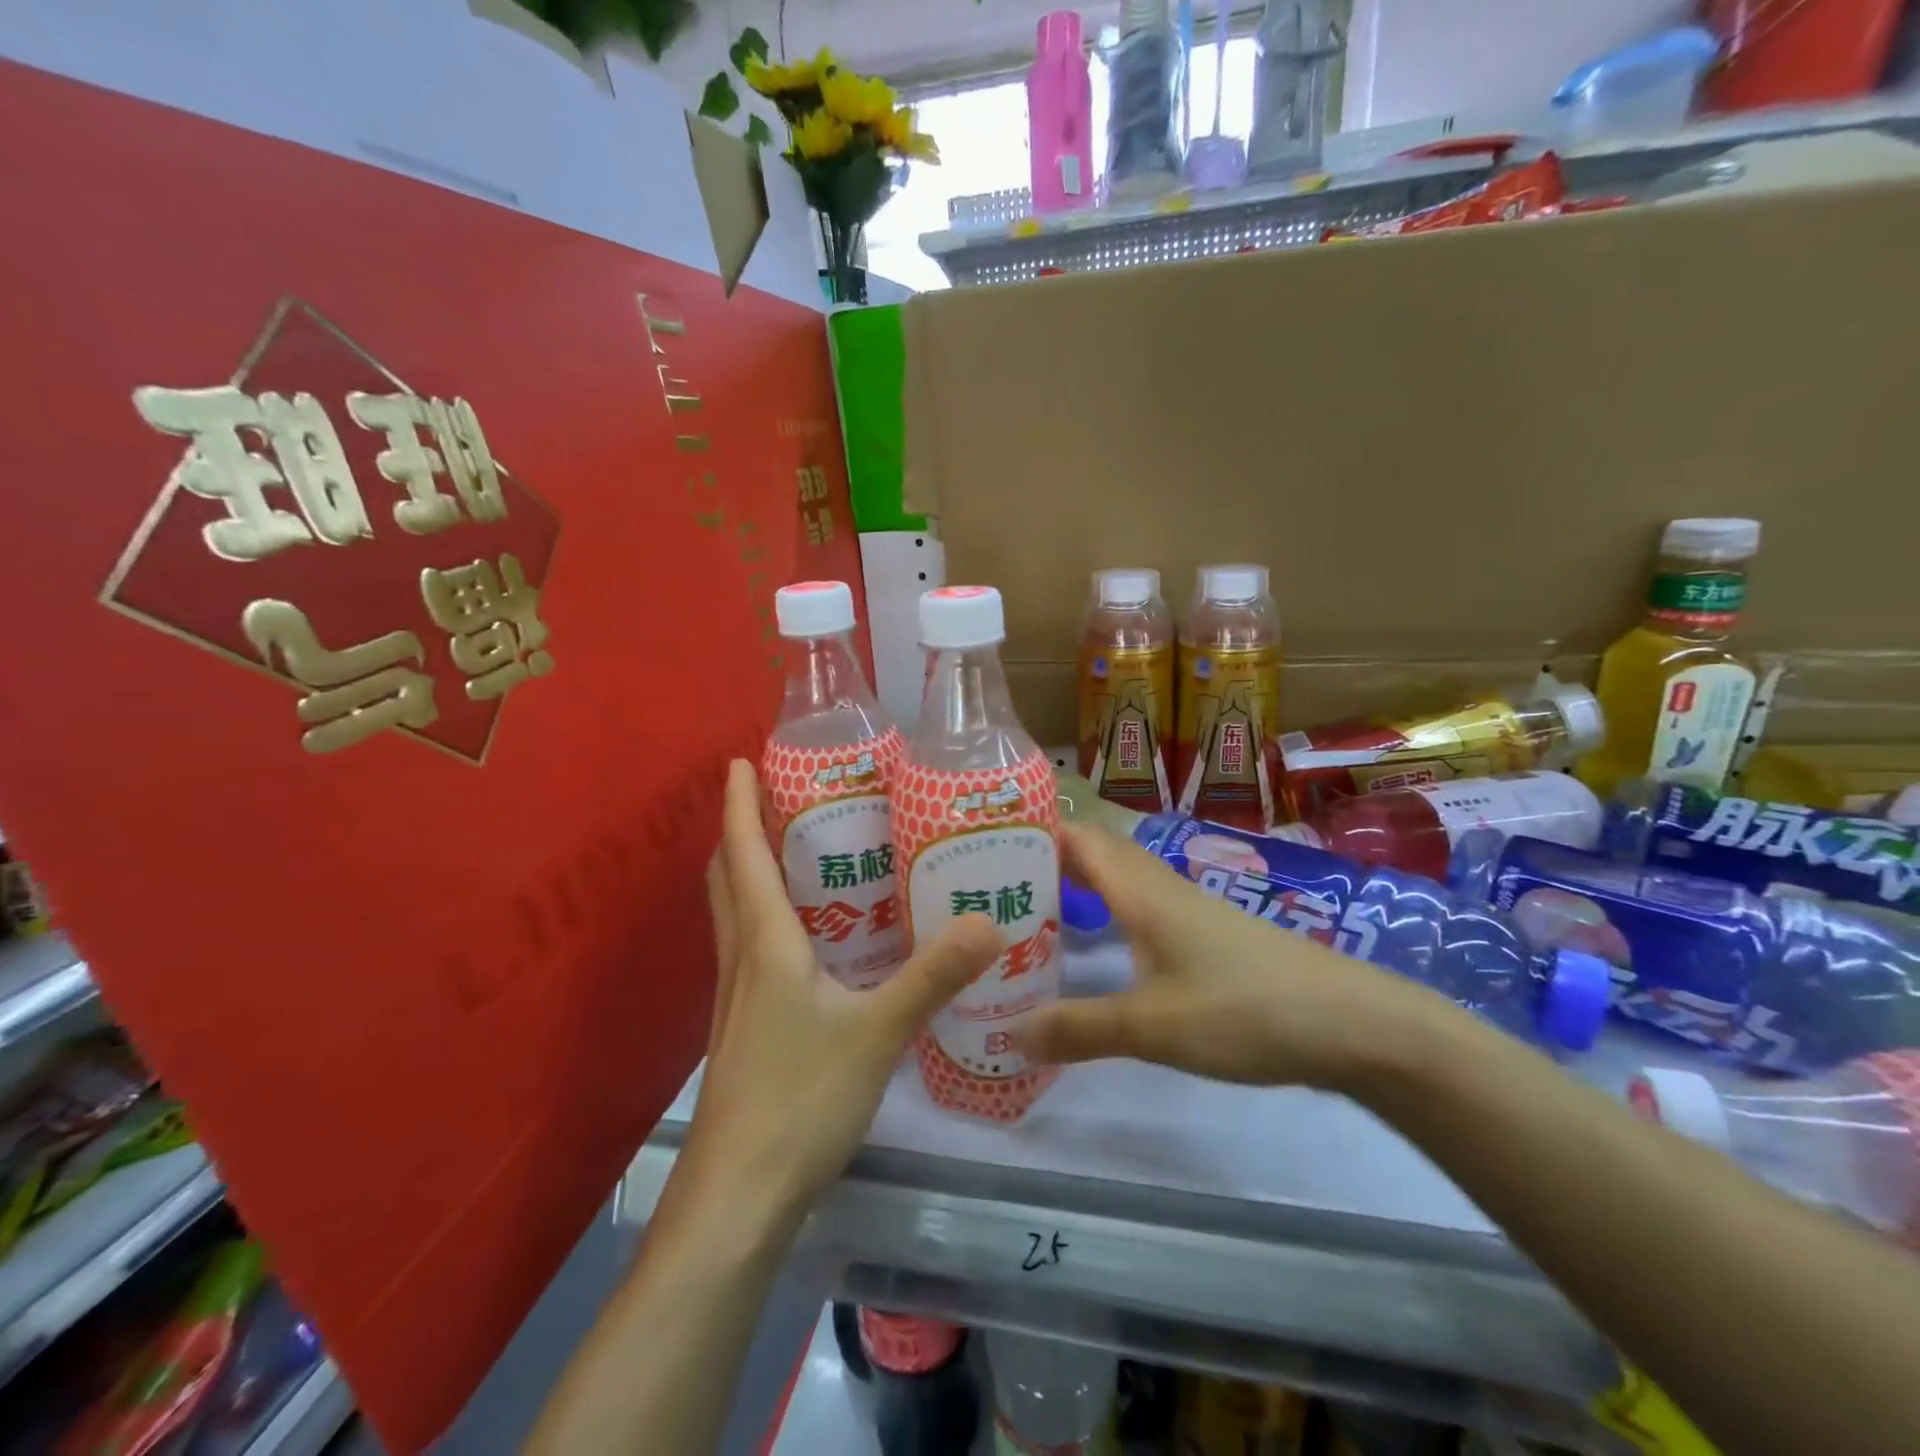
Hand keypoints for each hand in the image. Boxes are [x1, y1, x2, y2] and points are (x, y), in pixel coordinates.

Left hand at [686, 760, 1001, 1216]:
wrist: (738, 1196)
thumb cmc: (799, 1099)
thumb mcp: (877, 1032)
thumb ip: (932, 977)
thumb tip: (989, 923)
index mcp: (766, 944)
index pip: (743, 855)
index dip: (736, 805)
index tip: (738, 760)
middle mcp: (742, 960)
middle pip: (727, 879)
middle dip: (739, 832)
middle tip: (774, 798)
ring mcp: (736, 999)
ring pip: (733, 916)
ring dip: (748, 874)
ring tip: (791, 852)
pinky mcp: (744, 1030)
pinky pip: (749, 952)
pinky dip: (764, 921)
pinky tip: (806, 941)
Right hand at [1015, 822, 1437, 1091]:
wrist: (1351, 1023)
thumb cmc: (1245, 1009)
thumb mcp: (1153, 1026)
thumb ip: (1080, 1029)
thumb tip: (1009, 1035)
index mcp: (1140, 890)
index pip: (1076, 837)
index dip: (1032, 831)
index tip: (982, 845)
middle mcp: (1159, 887)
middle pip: (1093, 854)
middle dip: (1043, 859)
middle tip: (992, 886)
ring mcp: (1186, 910)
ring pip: (1118, 881)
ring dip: (1074, 885)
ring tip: (1029, 913)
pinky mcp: (1205, 937)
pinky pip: (1138, 908)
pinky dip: (1104, 913)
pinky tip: (1094, 948)